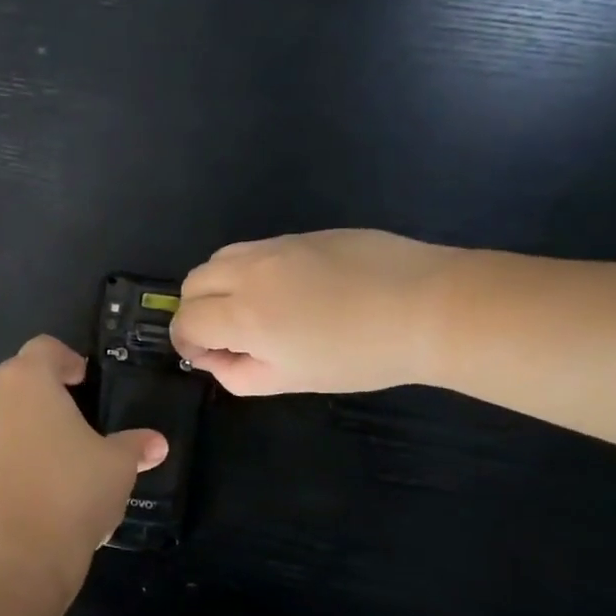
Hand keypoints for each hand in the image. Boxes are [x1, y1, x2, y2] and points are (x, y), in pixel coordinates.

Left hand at [0, 336, 166, 598]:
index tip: (84, 380)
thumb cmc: (72, 490)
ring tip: (56, 456)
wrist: (15, 553)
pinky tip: (34, 490)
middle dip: (44, 392)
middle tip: (75, 415)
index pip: (44, 348)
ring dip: (24, 426)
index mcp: (27, 380)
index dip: (67, 359)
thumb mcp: (117, 465)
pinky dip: (9, 460)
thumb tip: (157, 443)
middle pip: (17, 380)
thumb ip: (135, 446)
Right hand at [171, 230, 457, 395]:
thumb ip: (238, 374)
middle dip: (197, 310)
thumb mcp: (291, 381)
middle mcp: (249, 272)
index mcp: (244, 314)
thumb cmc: (359, 356)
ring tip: (252, 309)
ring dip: (219, 285)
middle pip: (193, 283)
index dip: (187, 342)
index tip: (210, 357)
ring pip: (219, 258)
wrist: (428, 307)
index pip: (186, 320)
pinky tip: (287, 290)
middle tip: (226, 335)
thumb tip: (216, 357)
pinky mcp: (303, 234)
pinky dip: (249, 270)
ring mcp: (276, 246)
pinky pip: (255, 249)